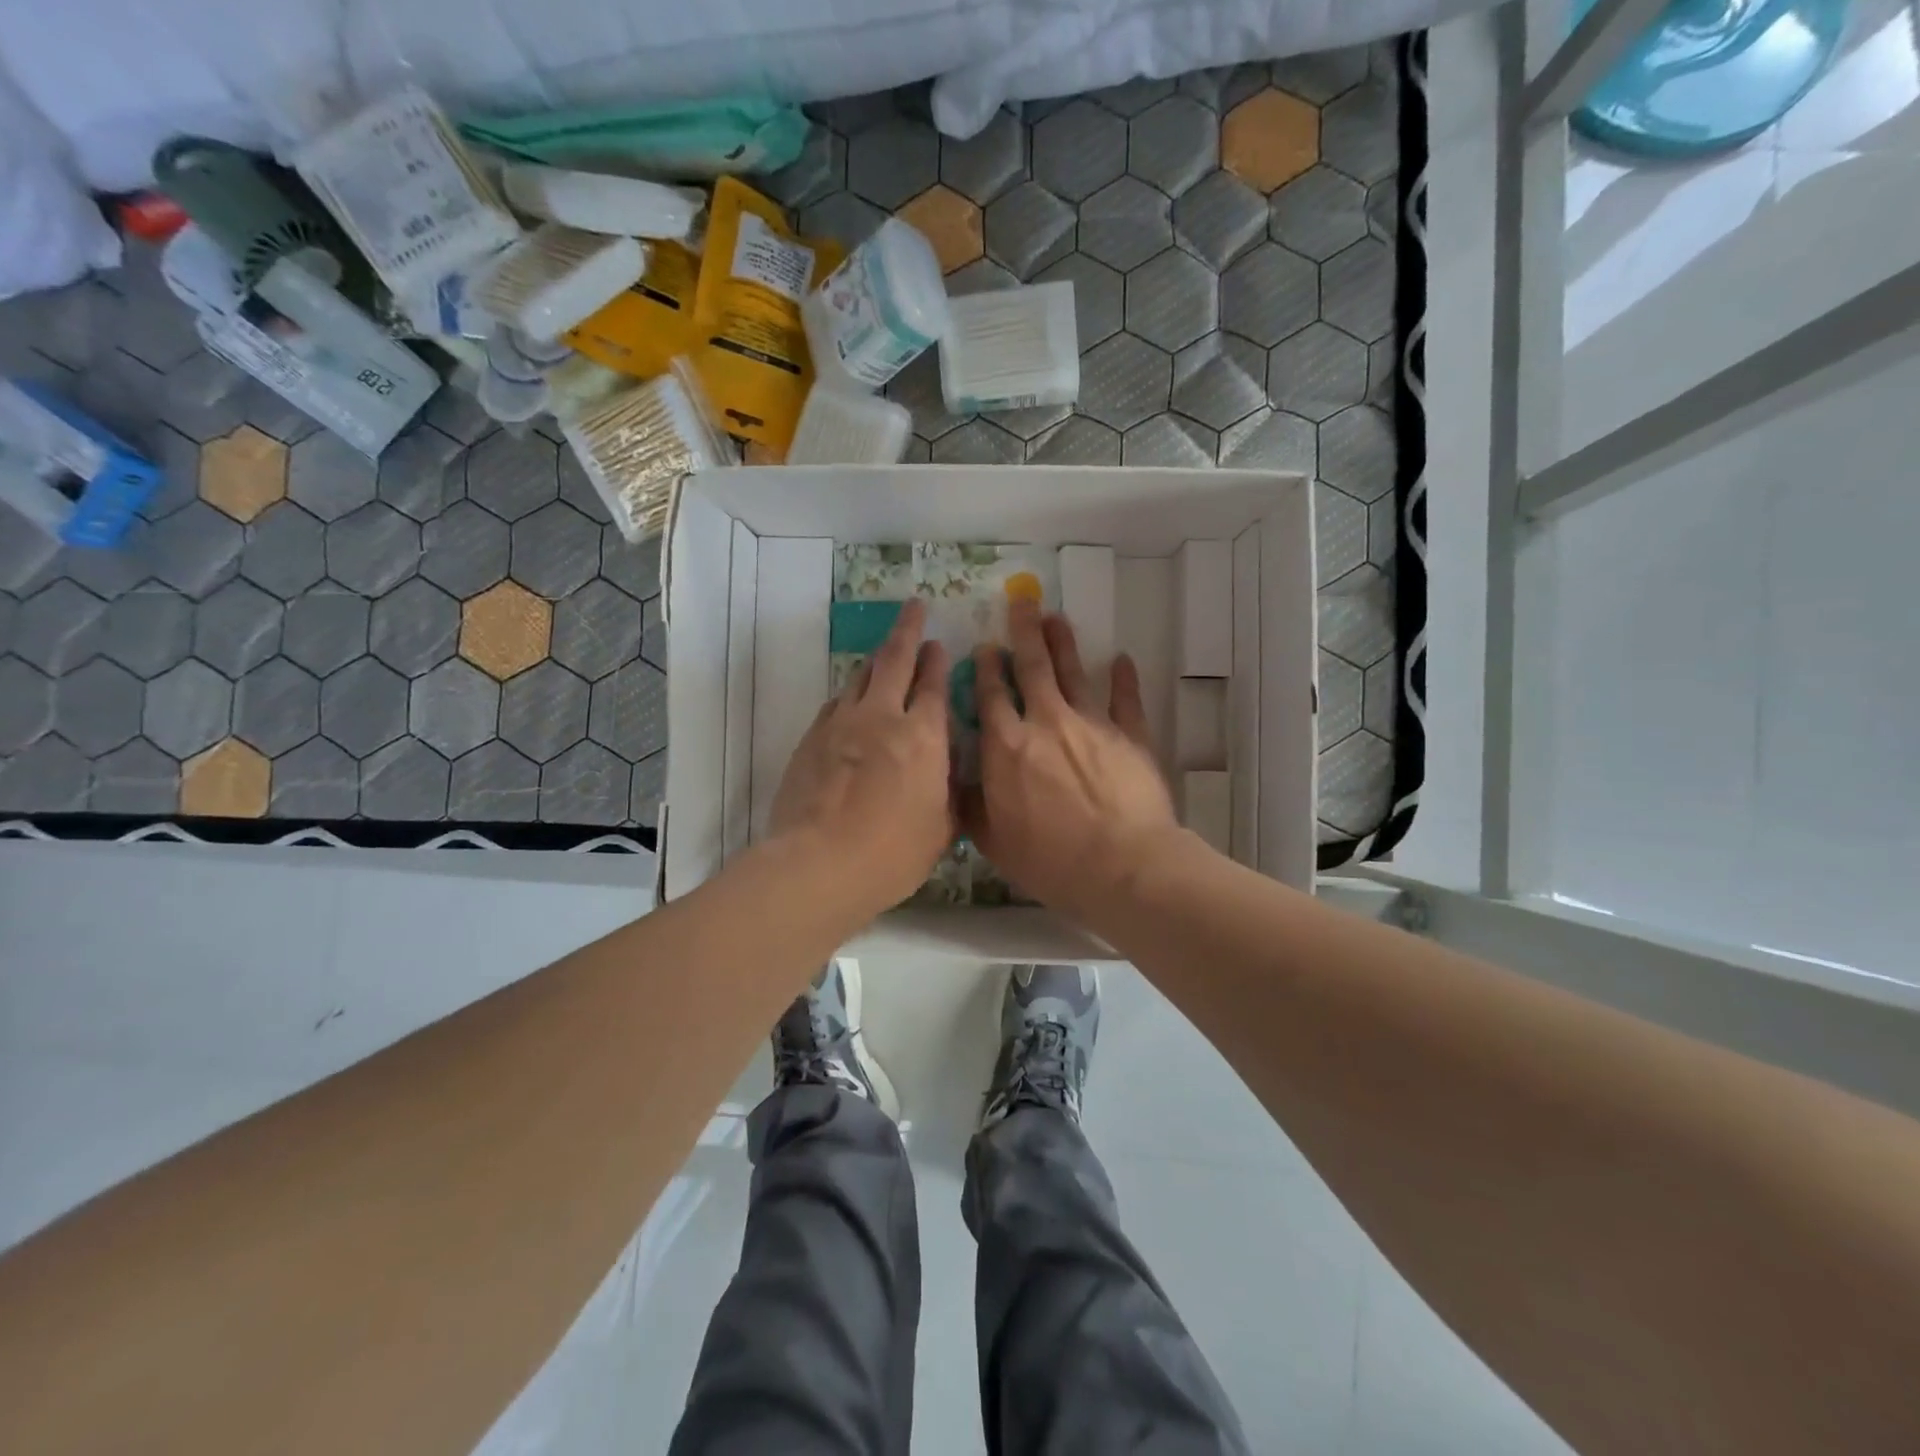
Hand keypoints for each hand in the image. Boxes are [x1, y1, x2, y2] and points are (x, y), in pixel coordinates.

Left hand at [770, 598, 952, 914]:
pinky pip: (835, 703)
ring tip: (884, 649)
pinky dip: (849, 694)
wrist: (818, 864)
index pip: (934, 686)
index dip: (938, 662)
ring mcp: (841, 724)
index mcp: (923, 737)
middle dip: (907, 630)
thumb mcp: (941, 829)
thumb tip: (950, 774)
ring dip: (876, 658)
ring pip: (861, 676)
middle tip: (913, 607)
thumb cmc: (891, 854)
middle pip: (895, 660)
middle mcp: (882, 718)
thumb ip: (949, 793)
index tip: (939, 643)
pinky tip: (851, 699)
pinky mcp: (811, 739)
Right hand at [961, 599, 1177, 920]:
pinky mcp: (1131, 736)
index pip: (992, 696)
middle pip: (1032, 668)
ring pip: (1074, 673)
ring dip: (1063, 644)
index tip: (985, 646)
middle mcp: (1046, 723)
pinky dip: (1124, 679)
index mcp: (1007, 747)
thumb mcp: (994, 841)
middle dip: (1024, 633)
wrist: (1122, 867)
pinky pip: (1126, 700)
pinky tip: (1122, 659)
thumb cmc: (1051, 861)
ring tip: (1056, 617)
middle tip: (1022, 601)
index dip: (986, 668)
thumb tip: (955, 783)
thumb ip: (972, 806)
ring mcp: (1092, 725)